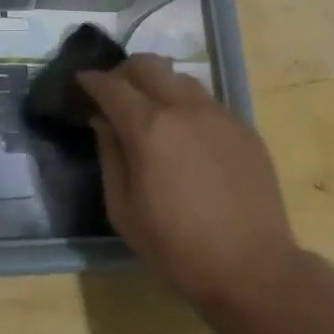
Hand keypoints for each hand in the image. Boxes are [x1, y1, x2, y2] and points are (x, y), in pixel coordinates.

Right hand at [79, 54, 301, 315]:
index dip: (92, 80)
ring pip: (180, 79)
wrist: (252, 268)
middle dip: (124, 72)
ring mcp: (220, 115)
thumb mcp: (123, 210)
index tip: (81, 81)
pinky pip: (207, 102)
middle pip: (149, 65)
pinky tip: (185, 135)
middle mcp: (185, 109)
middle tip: (113, 91)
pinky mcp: (244, 128)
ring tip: (150, 111)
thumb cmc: (176, 247)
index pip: (112, 86)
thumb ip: (110, 156)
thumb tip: (103, 121)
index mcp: (150, 128)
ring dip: (158, 85)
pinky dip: (186, 105)